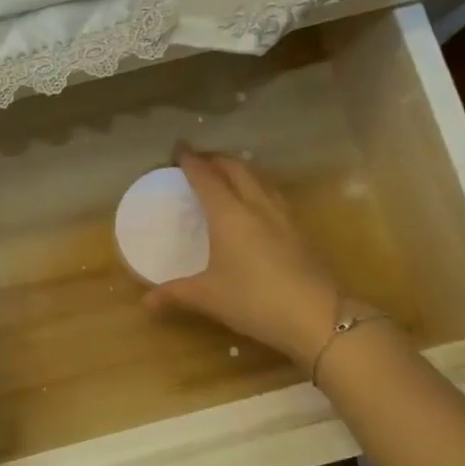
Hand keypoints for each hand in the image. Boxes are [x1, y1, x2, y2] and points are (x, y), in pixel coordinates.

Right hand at [144, 146, 344, 366]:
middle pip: (237, 169)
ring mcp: (284, 216)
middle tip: (200, 160)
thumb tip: (145, 302)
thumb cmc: (255, 300)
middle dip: (217, 159)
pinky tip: (257, 204)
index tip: (178, 148)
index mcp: (229, 215)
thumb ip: (175, 294)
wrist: (319, 317)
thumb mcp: (208, 298)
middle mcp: (257, 206)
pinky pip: (274, 195)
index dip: (191, 161)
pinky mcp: (301, 231)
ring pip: (261, 178)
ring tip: (228, 175)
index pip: (206, 178)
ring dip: (241, 170)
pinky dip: (259, 188)